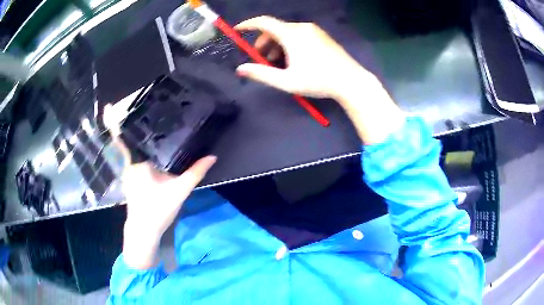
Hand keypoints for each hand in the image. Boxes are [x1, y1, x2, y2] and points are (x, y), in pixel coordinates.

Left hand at [104, 104, 215, 267]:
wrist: (144, 230)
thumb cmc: (159, 210)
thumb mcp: (180, 191)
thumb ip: (196, 172)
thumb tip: (213, 156)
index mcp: (137, 164)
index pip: (125, 138)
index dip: (113, 123)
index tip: (108, 107)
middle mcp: (128, 165)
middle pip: (126, 139)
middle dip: (123, 122)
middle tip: (128, 104)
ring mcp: (126, 171)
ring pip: (127, 149)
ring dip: (127, 135)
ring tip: (134, 115)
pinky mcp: (128, 177)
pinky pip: (129, 157)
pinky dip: (131, 148)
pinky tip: (142, 141)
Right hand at [236, 16, 404, 144]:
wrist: (351, 81)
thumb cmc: (318, 81)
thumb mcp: (286, 81)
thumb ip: (261, 74)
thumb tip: (240, 69)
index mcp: (291, 34)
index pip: (264, 22)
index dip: (248, 24)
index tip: (238, 30)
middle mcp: (302, 27)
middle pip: (275, 28)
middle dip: (263, 42)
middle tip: (261, 59)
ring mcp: (314, 30)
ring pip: (287, 32)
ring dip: (277, 44)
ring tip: (277, 63)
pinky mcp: (322, 36)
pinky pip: (299, 35)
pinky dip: (290, 43)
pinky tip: (293, 59)